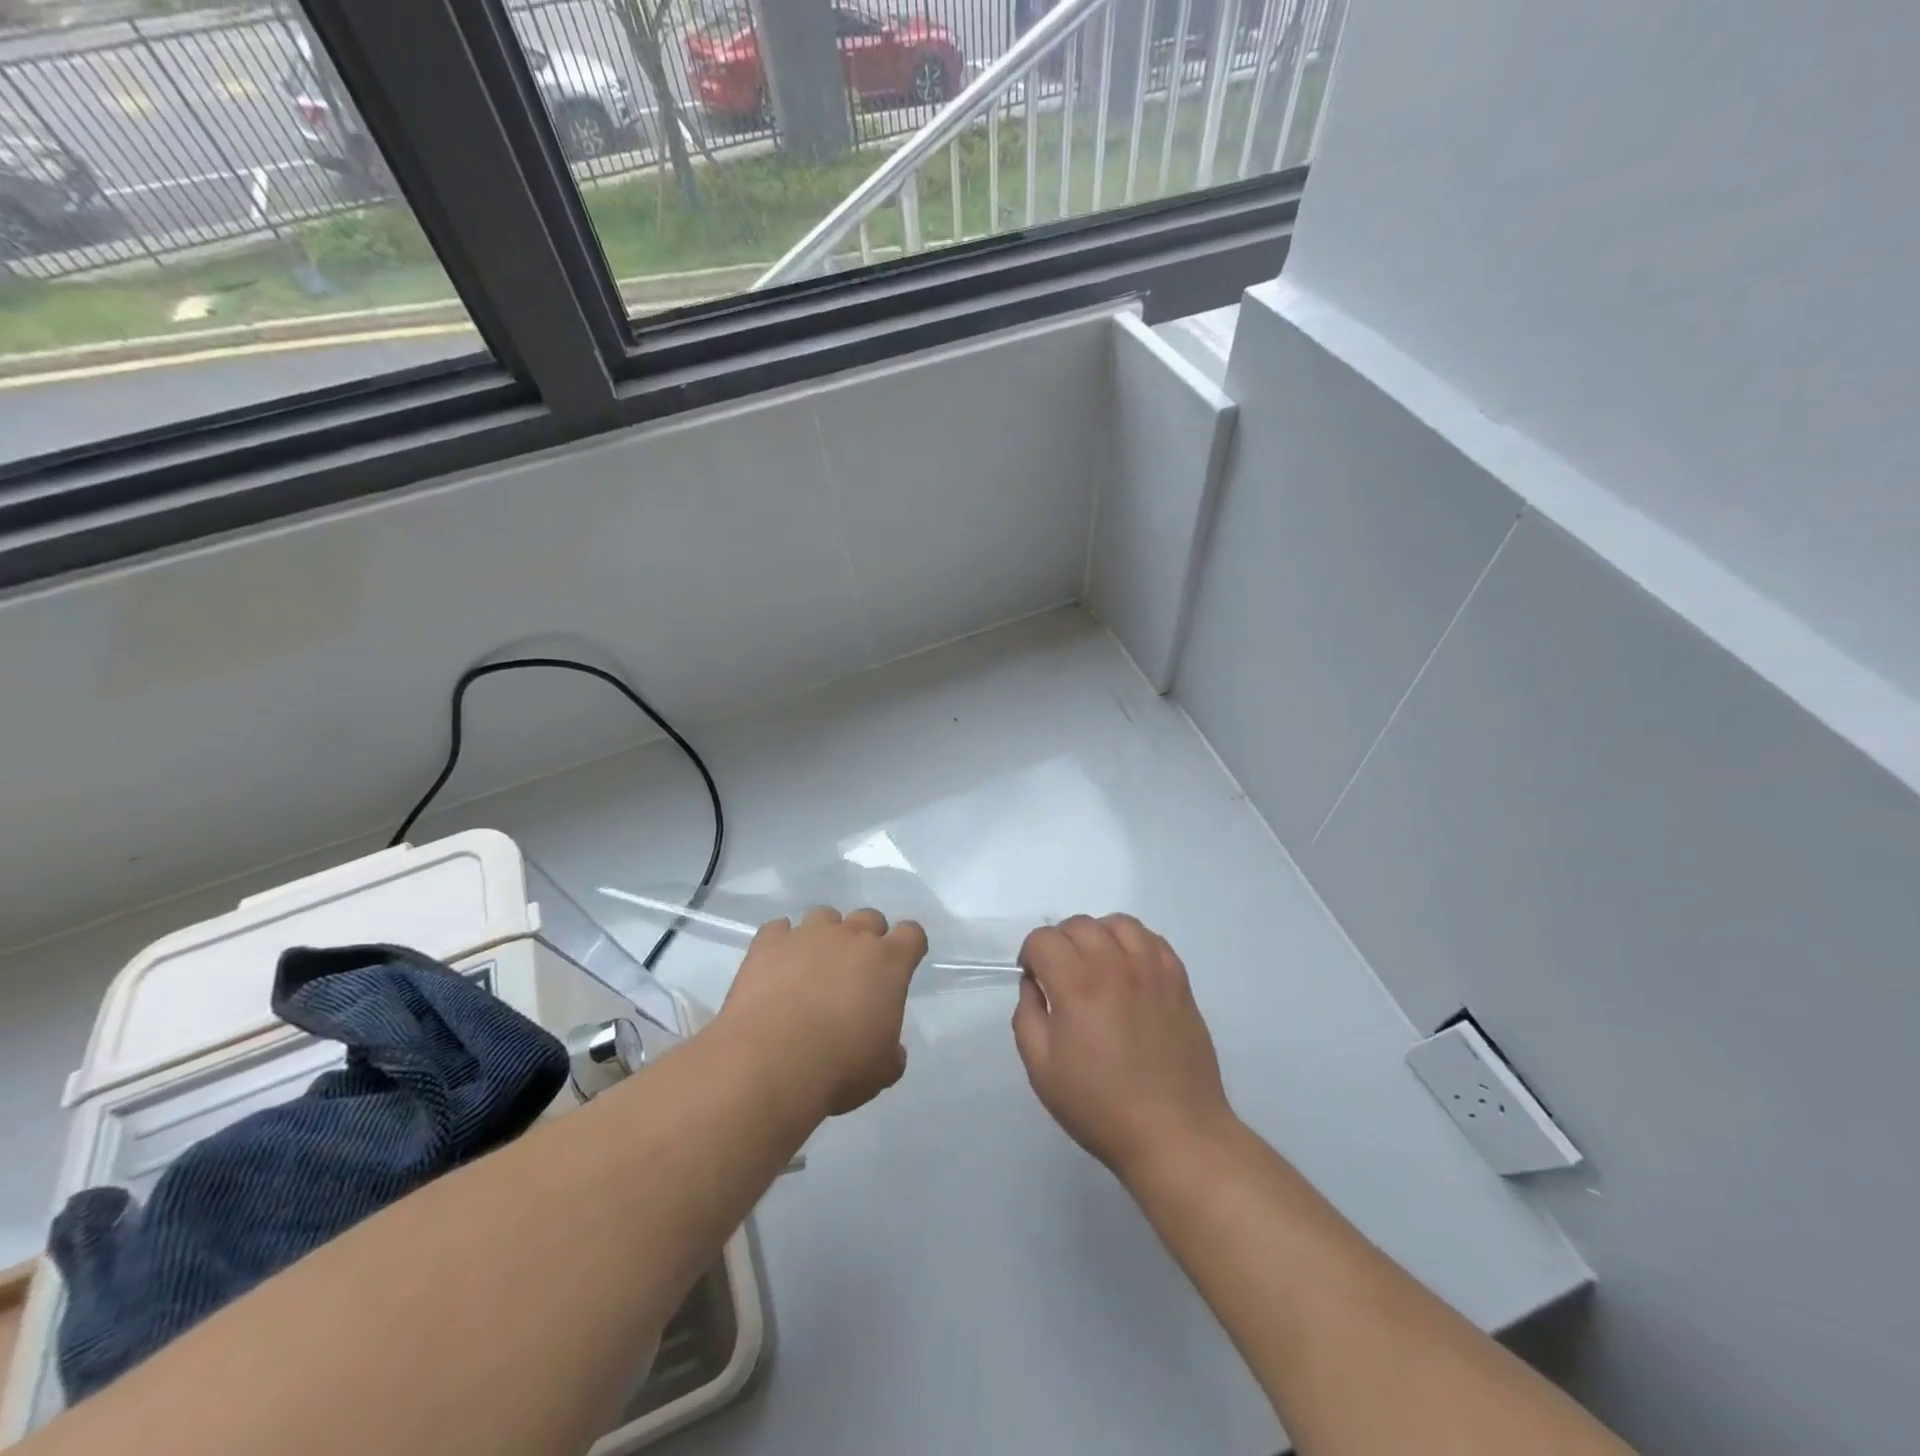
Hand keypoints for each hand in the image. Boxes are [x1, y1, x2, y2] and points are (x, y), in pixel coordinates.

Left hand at [719, 906, 927, 1117]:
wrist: (771, 1063)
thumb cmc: (840, 1067)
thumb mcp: (882, 1070)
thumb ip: (891, 1051)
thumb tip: (890, 1050)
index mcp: (889, 962)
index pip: (911, 934)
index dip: (908, 946)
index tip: (901, 965)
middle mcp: (851, 936)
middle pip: (869, 918)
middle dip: (867, 938)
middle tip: (855, 971)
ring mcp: (808, 934)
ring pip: (824, 916)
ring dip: (824, 936)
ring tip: (812, 967)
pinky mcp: (768, 943)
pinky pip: (778, 929)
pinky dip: (781, 943)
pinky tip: (776, 967)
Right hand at [1012, 914, 1234, 1180]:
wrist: (1174, 1133)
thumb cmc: (1100, 1106)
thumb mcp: (1042, 1069)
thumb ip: (1028, 1016)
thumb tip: (1034, 984)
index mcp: (1077, 985)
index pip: (1043, 939)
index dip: (1030, 955)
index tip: (1034, 980)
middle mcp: (1115, 964)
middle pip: (1078, 924)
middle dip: (1060, 943)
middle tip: (1060, 978)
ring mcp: (1152, 969)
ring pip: (1117, 922)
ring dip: (1098, 936)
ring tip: (1096, 966)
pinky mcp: (1179, 980)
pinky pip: (1152, 939)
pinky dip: (1133, 943)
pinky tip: (1129, 970)